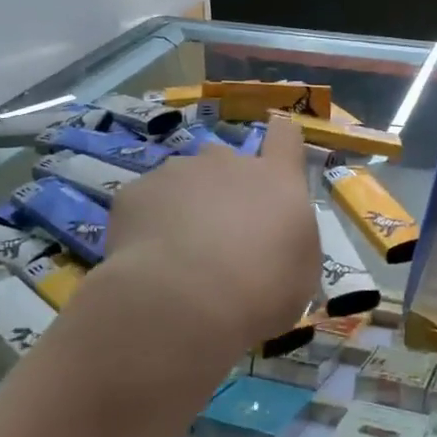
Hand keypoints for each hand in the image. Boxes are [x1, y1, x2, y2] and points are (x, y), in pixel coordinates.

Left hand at [102, 115, 319, 361]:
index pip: (284, 136)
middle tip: (218, 234)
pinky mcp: (135, 191)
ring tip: (178, 253)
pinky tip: (149, 260)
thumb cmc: (259, 291)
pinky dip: (148, 224)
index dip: (280, 141)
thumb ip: (291, 241)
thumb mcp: (300, 275)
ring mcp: (177, 171)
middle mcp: (227, 162)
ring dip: (184, 206)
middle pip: (226, 159)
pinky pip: (146, 203)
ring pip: (182, 180)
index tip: (274, 156)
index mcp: (275, 180)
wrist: (184, 301)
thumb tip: (277, 239)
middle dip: (222, 187)